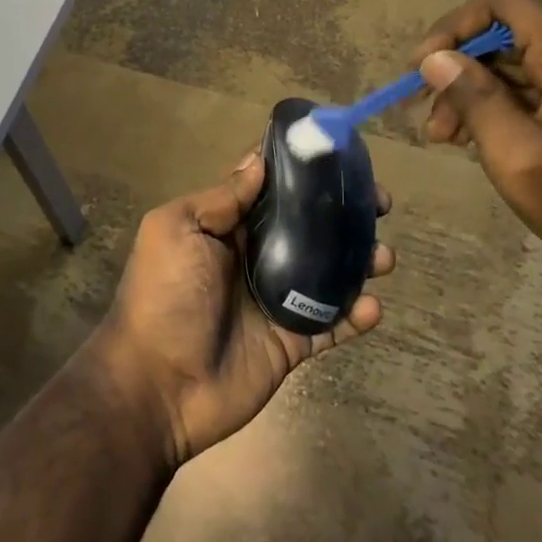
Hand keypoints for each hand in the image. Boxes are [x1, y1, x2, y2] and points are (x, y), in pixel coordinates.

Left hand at [87, 151, 393, 469]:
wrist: (157, 385)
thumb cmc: (163, 295)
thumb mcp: (178, 230)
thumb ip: (221, 199)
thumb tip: (259, 162)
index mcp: (225, 227)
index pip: (268, 189)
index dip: (301, 171)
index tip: (338, 156)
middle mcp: (253, 257)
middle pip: (307, 226)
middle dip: (343, 211)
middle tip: (379, 202)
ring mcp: (275, 300)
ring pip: (327, 271)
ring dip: (359, 260)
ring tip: (383, 256)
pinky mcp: (291, 341)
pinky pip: (331, 324)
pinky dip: (356, 314)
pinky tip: (372, 306)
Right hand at [413, 0, 541, 293]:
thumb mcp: (517, 158)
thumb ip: (473, 99)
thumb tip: (434, 59)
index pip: (504, 4)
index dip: (453, 28)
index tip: (421, 69)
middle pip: (511, 33)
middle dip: (462, 70)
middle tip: (431, 117)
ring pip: (523, 59)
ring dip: (480, 90)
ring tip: (448, 135)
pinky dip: (508, 101)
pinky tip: (481, 135)